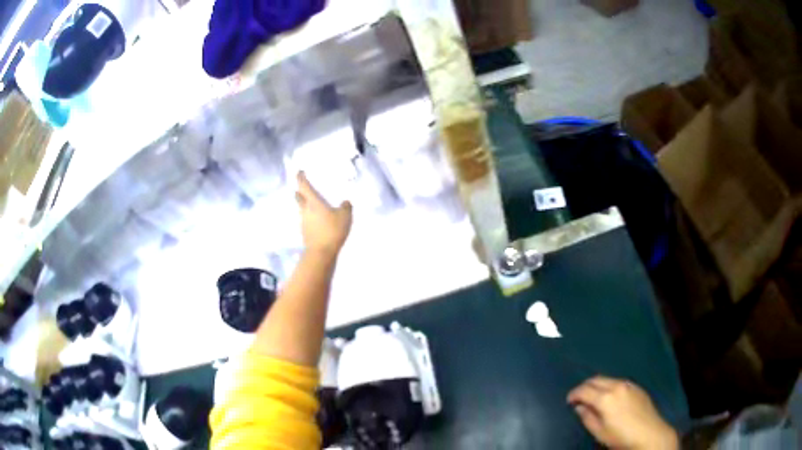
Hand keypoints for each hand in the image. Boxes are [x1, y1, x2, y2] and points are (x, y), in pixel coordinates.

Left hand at [295, 172, 352, 255]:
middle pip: (298, 197)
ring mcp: (303, 222)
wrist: (321, 252)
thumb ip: (346, 207)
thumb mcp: (345, 216)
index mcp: (313, 202)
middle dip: (300, 191)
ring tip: (314, 203)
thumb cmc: (332, 230)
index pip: (304, 186)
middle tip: (304, 187)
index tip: (300, 172)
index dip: (300, 178)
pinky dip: (310, 216)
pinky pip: (306, 219)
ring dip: (305, 204)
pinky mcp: (305, 232)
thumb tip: (345, 202)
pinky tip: (318, 219)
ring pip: (302, 208)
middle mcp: (305, 210)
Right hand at [567, 376, 677, 449]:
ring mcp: (628, 384)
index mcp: (605, 397)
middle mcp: (617, 385)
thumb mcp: (599, 432)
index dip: (573, 394)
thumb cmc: (621, 436)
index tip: (568, 401)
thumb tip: (579, 407)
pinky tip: (610, 397)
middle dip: (584, 386)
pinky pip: (618, 382)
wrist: (649, 433)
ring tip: (593, 397)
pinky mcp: (637, 387)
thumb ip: (587, 417)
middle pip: (595, 379)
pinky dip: (609, 386)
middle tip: (578, 398)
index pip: (584, 390)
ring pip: (607, 379)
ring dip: (597, 385)